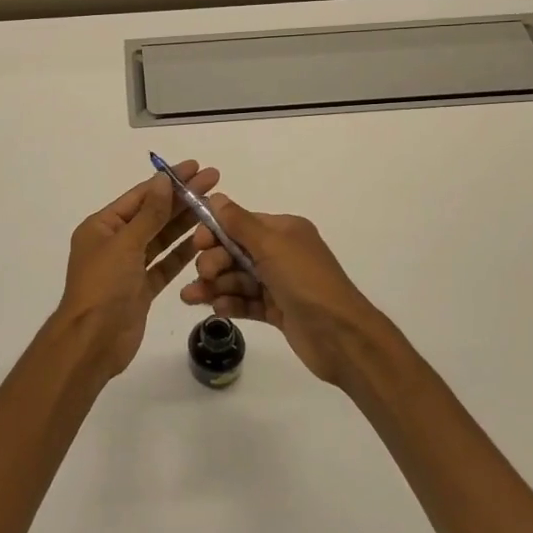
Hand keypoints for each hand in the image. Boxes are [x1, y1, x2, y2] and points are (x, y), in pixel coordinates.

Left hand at [51, 162, 219, 378]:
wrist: (93, 342)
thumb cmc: (103, 286)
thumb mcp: (125, 244)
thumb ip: (149, 214)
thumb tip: (163, 180)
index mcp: (102, 227)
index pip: (141, 196)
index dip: (169, 181)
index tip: (195, 167)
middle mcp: (115, 243)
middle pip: (153, 215)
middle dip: (182, 199)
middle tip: (214, 181)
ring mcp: (129, 267)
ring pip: (161, 239)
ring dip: (185, 223)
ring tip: (214, 208)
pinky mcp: (141, 289)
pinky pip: (165, 265)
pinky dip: (182, 254)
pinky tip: (204, 241)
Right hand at [180, 195, 393, 385]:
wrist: (340, 336)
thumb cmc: (306, 282)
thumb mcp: (272, 246)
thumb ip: (239, 223)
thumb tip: (216, 196)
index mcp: (284, 231)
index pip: (240, 224)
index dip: (215, 232)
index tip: (197, 244)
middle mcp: (281, 253)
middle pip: (235, 252)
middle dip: (214, 262)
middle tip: (203, 275)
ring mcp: (279, 283)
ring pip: (237, 278)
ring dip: (214, 285)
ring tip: (191, 298)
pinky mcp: (277, 310)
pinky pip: (246, 301)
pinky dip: (230, 303)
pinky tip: (216, 309)